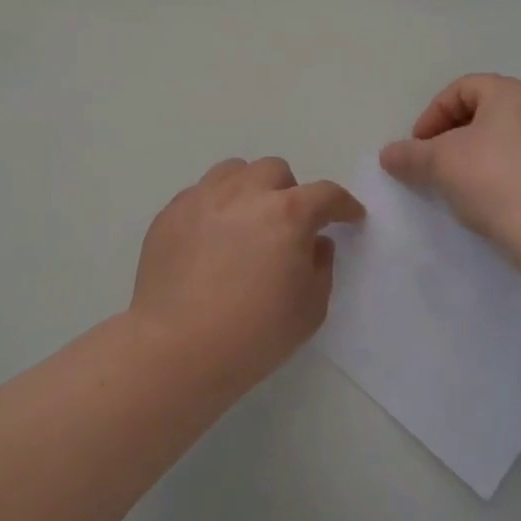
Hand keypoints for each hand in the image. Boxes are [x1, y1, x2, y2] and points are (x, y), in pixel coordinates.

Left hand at [132, 157, 365, 374]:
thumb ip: (321, 267)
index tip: (349, 217)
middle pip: (275, 171)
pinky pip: (199, 193)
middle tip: (287, 226)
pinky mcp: (170, 213)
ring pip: (234, 171)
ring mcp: (202, 199)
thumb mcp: (310, 309)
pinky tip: (211, 238)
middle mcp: (245, 193)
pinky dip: (215, 206)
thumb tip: (315, 243)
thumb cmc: (254, 335)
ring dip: (250, 189)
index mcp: (287, 214)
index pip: (326, 195)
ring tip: (246, 220)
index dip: (343, 205)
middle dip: (290, 193)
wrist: (177, 349)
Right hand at [380, 74, 520, 243]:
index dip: (432, 115)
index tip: (418, 147)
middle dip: (455, 134)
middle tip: (435, 163)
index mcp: (514, 92)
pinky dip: (507, 171)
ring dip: (481, 153)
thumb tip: (387, 154)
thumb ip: (410, 155)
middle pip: (488, 110)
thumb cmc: (494, 180)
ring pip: (511, 136)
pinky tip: (495, 198)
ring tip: (463, 184)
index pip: (462, 89)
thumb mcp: (440, 163)